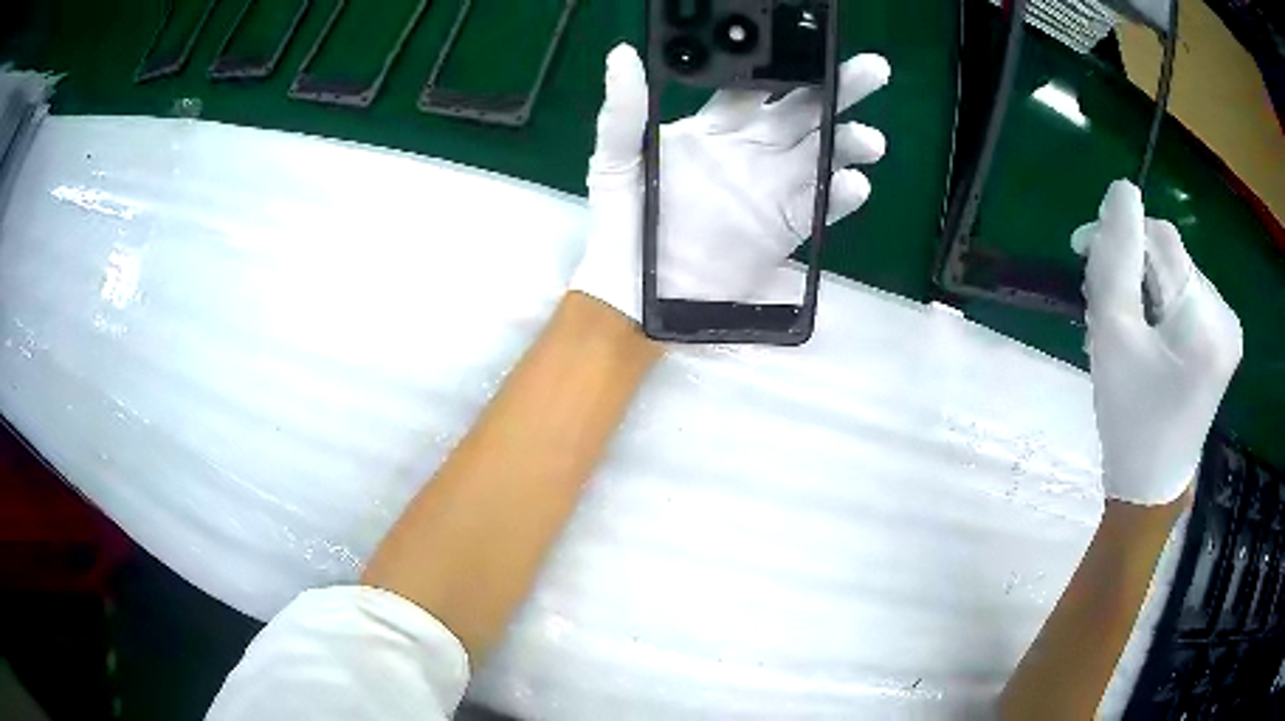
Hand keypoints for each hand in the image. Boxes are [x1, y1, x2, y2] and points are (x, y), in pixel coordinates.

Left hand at [569, 43, 889, 320]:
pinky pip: (821, 207)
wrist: (635, 293)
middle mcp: (752, 151)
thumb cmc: (621, 222)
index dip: (783, 67)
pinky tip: (853, 185)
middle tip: (871, 71)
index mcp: (715, 128)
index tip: (806, 50)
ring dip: (848, 143)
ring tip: (869, 140)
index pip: (758, 87)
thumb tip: (623, 55)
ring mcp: (772, 190)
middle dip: (839, 89)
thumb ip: (623, 111)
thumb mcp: (613, 160)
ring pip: (822, 155)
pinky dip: (841, 196)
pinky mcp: (785, 229)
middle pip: (803, 111)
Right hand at [1071, 180, 1242, 505]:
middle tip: (1100, 311)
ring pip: (1174, 279)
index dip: (1120, 234)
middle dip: (1130, 273)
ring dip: (1140, 291)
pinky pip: (1183, 301)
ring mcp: (1227, 331)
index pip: (1161, 239)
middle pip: (1169, 260)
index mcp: (1206, 319)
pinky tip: (1142, 337)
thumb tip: (1122, 190)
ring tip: (1119, 332)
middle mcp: (1225, 316)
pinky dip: (1157, 309)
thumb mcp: (1115, 336)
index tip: (1081, 253)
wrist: (1149, 487)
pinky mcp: (1221, 343)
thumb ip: (1118, 257)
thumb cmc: (1130, 419)